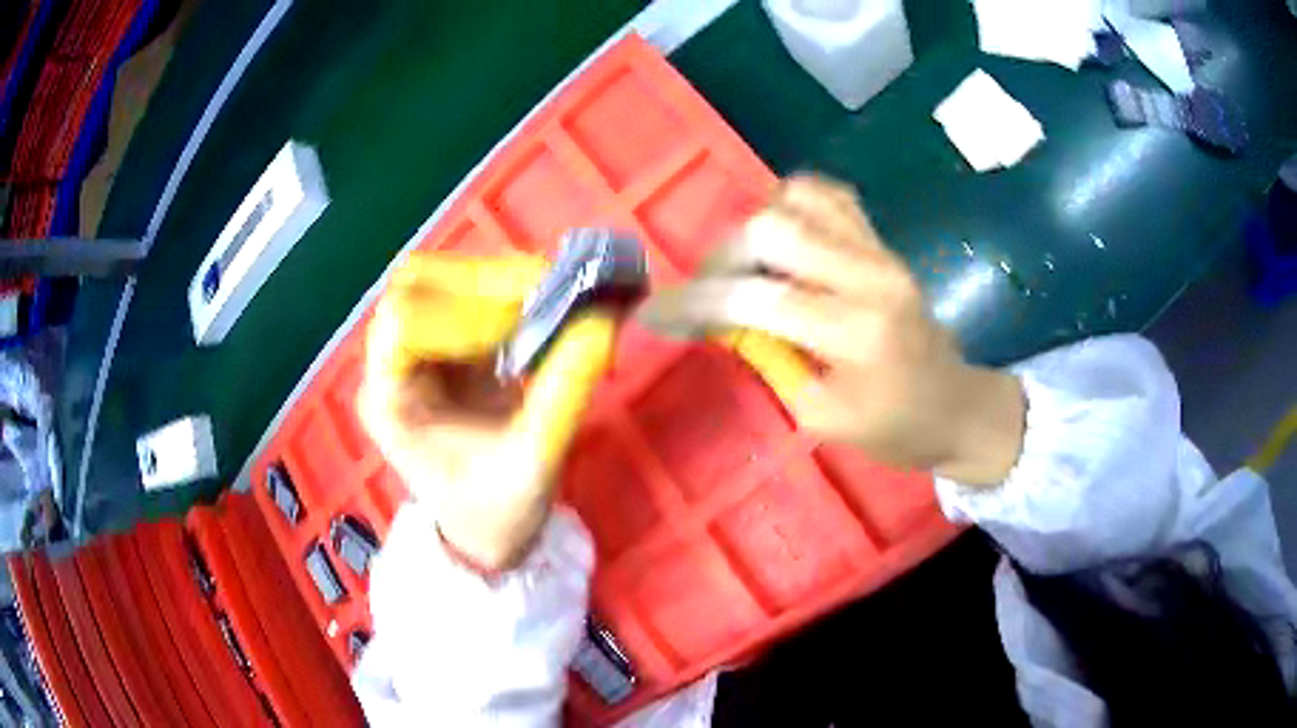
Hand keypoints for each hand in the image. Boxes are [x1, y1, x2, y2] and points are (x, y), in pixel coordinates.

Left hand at [358, 254, 613, 570]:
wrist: (487, 529)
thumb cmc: (496, 511)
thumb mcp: (533, 462)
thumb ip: (564, 392)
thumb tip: (603, 321)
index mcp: (390, 402)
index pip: (403, 325)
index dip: (461, 317)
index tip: (520, 329)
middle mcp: (393, 364)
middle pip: (415, 285)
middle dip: (481, 282)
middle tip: (544, 293)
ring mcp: (418, 349)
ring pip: (443, 279)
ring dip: (499, 280)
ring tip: (553, 298)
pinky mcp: (448, 342)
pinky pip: (471, 294)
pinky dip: (512, 291)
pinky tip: (548, 305)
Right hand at [639, 176, 1024, 486]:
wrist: (956, 406)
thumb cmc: (895, 429)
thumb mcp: (823, 416)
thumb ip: (772, 358)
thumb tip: (724, 318)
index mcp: (857, 332)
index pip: (758, 299)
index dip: (696, 303)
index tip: (654, 313)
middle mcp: (869, 274)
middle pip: (772, 228)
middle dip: (724, 259)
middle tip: (712, 293)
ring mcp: (880, 250)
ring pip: (797, 197)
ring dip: (756, 227)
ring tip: (747, 267)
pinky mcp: (883, 242)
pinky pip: (830, 196)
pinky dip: (792, 205)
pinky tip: (781, 238)